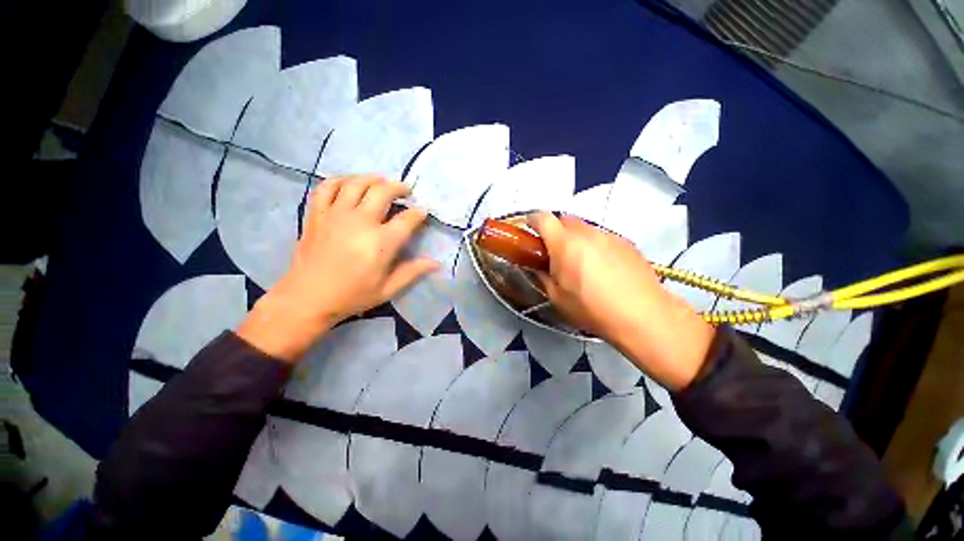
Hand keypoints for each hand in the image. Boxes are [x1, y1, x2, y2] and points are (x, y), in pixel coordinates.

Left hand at [237, 176, 438, 361]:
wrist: (307, 298)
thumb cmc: (352, 296)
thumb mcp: (388, 289)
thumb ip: (413, 272)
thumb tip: (436, 263)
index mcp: (381, 243)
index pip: (407, 219)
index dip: (419, 212)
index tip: (423, 210)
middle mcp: (360, 222)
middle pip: (383, 192)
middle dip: (399, 187)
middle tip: (406, 191)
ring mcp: (335, 215)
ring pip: (356, 184)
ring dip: (373, 179)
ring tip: (381, 182)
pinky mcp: (316, 215)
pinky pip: (327, 187)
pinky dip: (340, 180)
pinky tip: (349, 184)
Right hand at [528, 212, 714, 390]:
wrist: (642, 315)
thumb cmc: (592, 308)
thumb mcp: (557, 297)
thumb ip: (543, 276)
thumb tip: (538, 267)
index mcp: (564, 244)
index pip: (542, 218)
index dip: (532, 221)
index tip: (529, 231)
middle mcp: (587, 232)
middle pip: (565, 219)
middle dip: (555, 230)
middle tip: (555, 251)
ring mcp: (609, 235)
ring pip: (585, 228)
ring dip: (577, 238)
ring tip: (581, 262)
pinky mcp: (627, 242)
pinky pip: (603, 237)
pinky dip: (596, 245)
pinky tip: (603, 267)